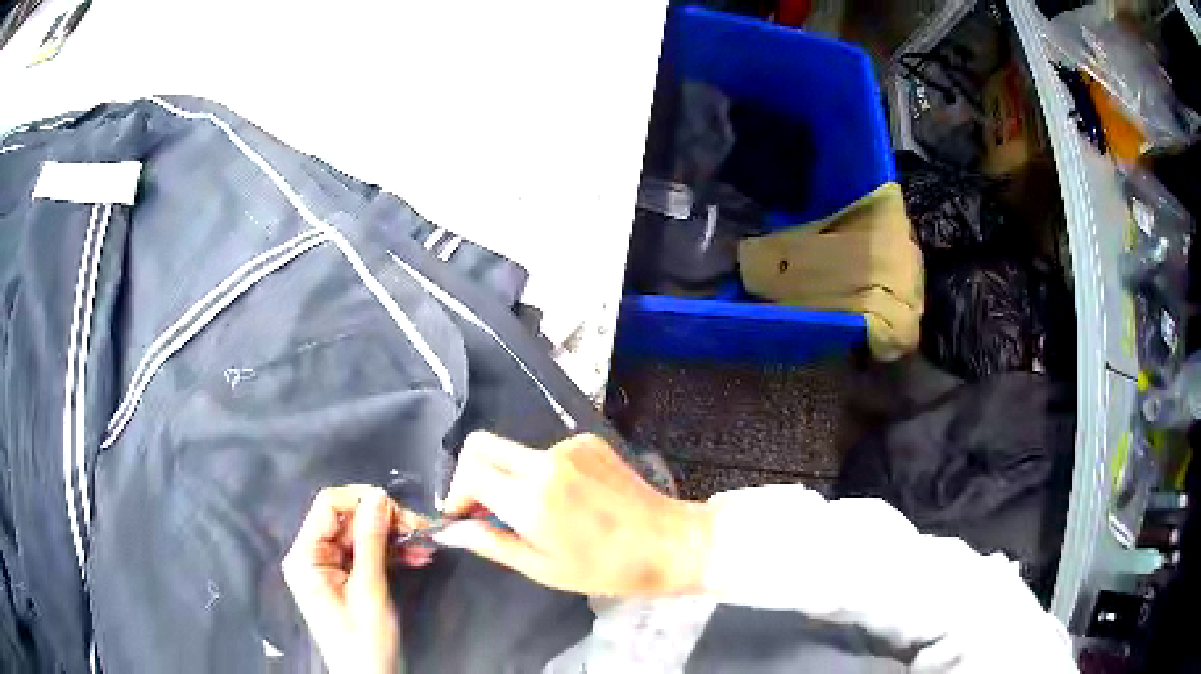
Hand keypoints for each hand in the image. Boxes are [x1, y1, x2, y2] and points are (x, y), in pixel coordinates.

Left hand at [282, 485, 432, 673]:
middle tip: (420, 530)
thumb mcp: (369, 590)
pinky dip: (389, 553)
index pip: (328, 505)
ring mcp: (327, 567)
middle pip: (346, 519)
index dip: (362, 500)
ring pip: (360, 535)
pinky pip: (365, 554)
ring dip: (392, 538)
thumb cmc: (365, 640)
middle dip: (384, 522)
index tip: (398, 510)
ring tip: (424, 545)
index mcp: (305, 555)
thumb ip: (371, 541)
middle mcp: (312, 555)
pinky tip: (416, 556)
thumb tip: (379, 496)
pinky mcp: (343, 578)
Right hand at [434, 433, 714, 596]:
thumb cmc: (606, 568)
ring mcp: (569, 446)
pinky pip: (547, 452)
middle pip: (481, 445)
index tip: (462, 516)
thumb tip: (451, 531)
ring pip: (514, 451)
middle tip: (483, 507)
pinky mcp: (588, 442)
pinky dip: (542, 473)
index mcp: (530, 498)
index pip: (468, 471)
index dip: (455, 494)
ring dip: (510, 477)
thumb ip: (491, 543)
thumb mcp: (543, 568)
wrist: (669, 542)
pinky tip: (568, 500)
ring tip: (538, 514)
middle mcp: (545, 462)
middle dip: (470, 473)